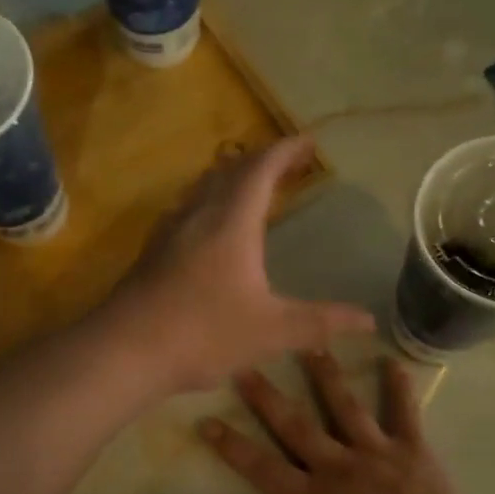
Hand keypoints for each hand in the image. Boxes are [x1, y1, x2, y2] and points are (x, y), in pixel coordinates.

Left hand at [106, 138, 374, 392]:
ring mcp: (168, 232)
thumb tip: (369, 321)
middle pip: (230, 170)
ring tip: (252, 188)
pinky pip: (185, 210)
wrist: (125, 350)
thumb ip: (321, 323)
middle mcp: (197, 215)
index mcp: (230, 222)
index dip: (286, 150)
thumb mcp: (272, 332)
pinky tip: (208, 228)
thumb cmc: (203, 334)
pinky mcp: (151, 253)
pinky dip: (208, 202)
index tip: (309, 142)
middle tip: (288, 164)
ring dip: (231, 179)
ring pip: (202, 188)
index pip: (261, 169)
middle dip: (262, 160)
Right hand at [198, 350, 468, 493]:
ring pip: (344, 406)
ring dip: (326, 375)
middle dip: (267, 396)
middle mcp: (336, 465)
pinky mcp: (411, 449)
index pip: (260, 467)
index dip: (231, 445)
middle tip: (245, 365)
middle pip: (295, 425)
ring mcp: (375, 452)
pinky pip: (403, 412)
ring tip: (310, 344)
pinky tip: (392, 360)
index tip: (207, 420)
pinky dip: (399, 387)